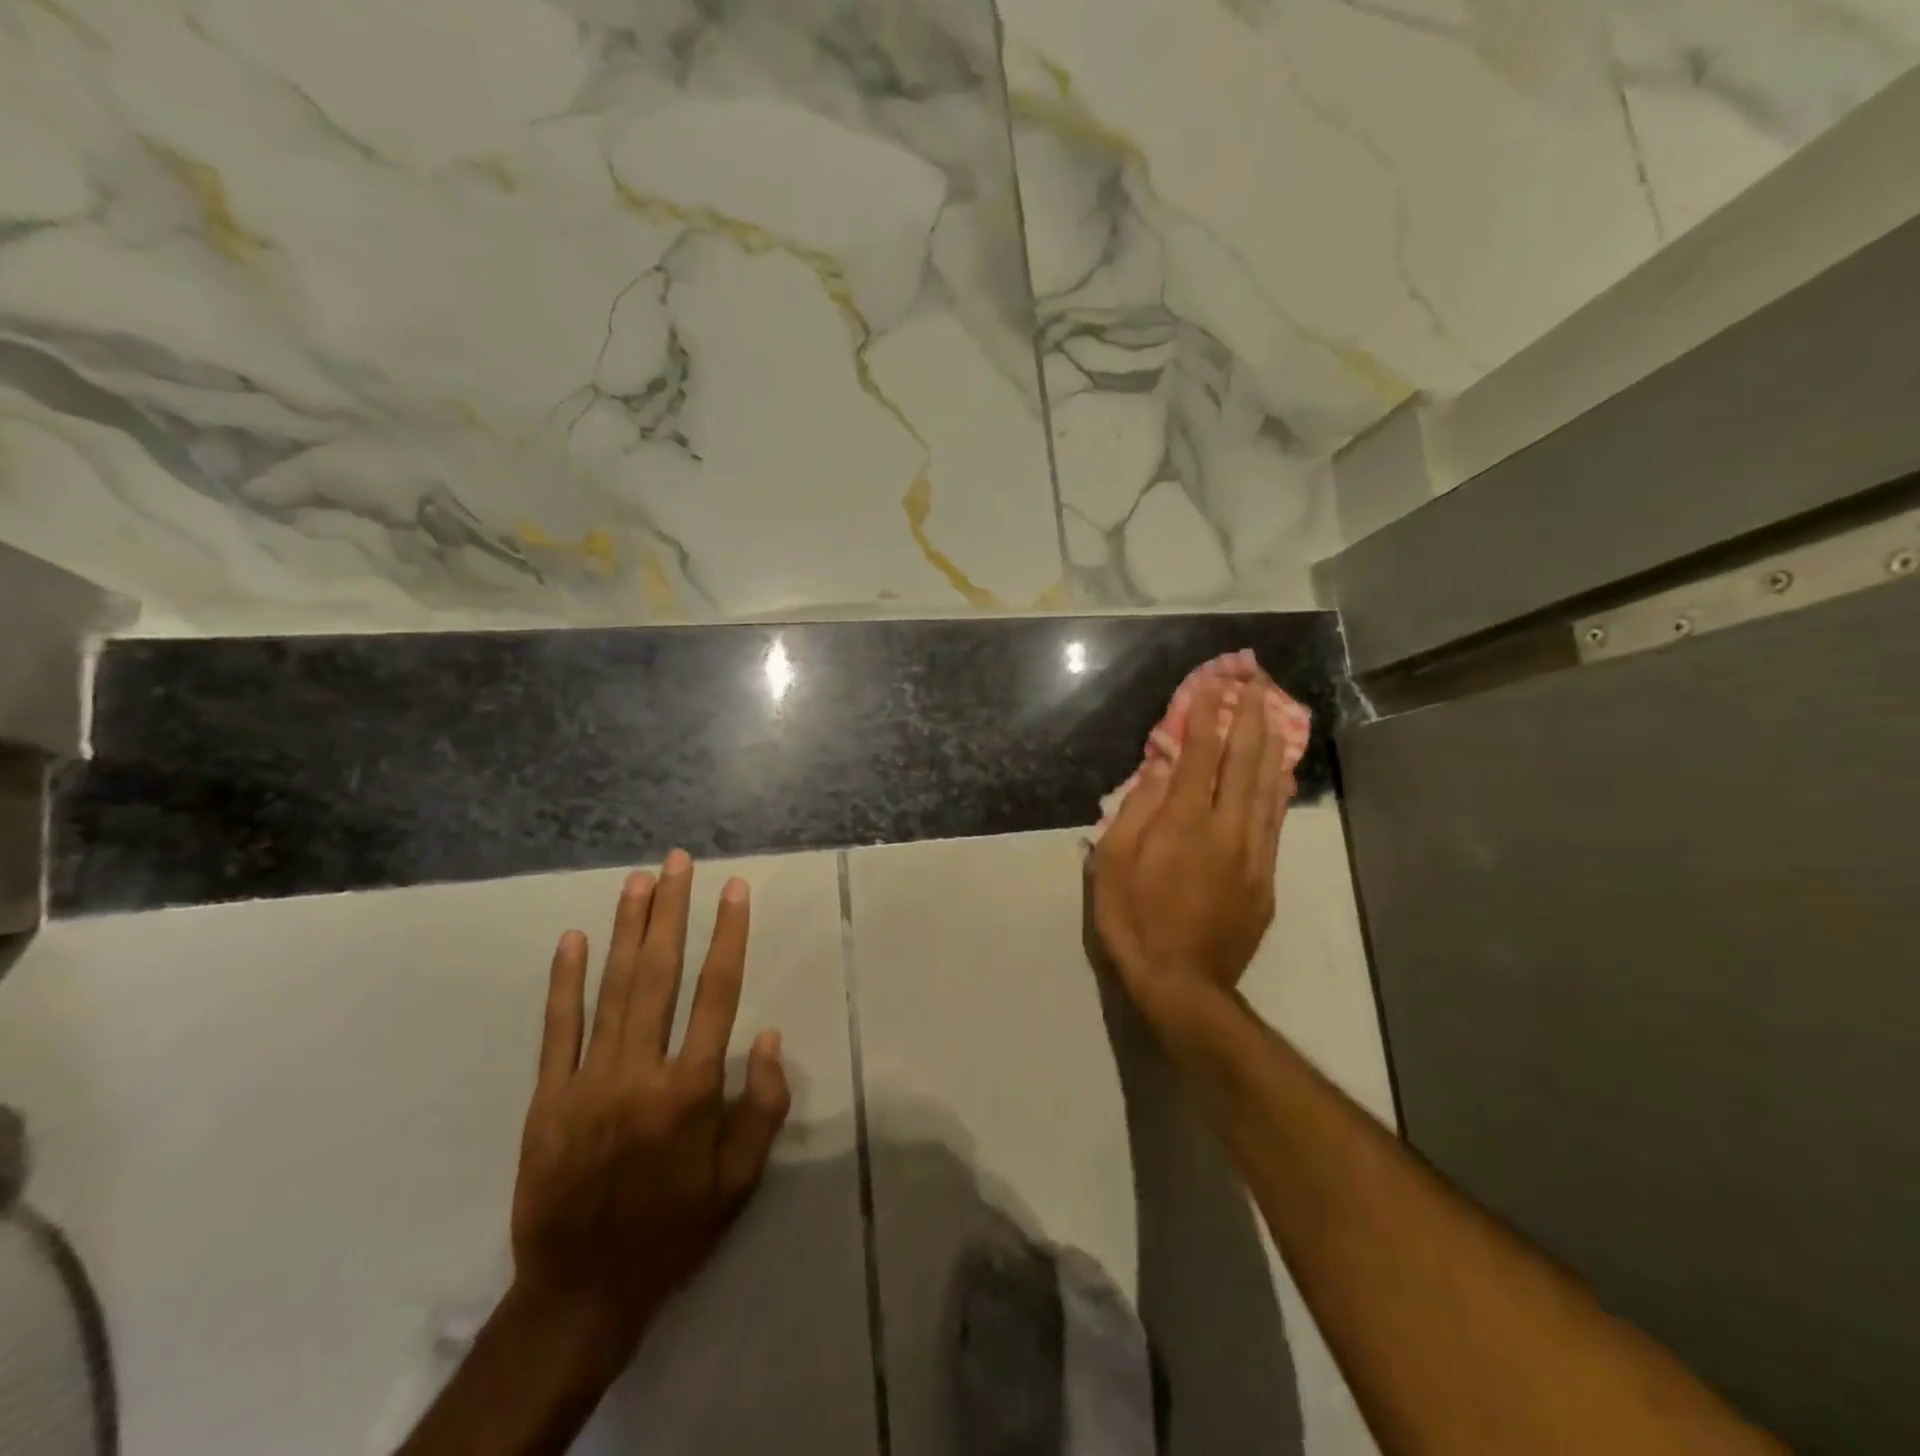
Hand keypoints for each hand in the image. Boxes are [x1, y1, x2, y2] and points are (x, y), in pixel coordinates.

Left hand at [509, 850, 790, 1352]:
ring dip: (626, 930)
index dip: (729, 935)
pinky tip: (572, 939)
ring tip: (638, 881)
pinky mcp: (547, 1096)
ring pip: (611, 989)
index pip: (717, 993)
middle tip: (677, 862)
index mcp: (692, 1089)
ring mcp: (588, 1080)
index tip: (734, 889)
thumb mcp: (741, 1180)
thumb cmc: (675, 1228)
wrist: (580, 1292)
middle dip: (672, 911)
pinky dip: (564, 981)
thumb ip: (763, 1105)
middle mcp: (641, 1071)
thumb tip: (768, 1035)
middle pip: (660, 974)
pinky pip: (557, 1028)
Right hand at [1092, 676, 1295, 1024]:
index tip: (1213, 683)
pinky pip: (1275, 820)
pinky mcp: (1265, 877)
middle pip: (1243, 762)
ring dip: (1270, 743)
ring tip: (1275, 709)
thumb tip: (1157, 769)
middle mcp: (1226, 829)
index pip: (1198, 755)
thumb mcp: (1114, 865)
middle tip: (1254, 681)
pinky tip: (1281, 770)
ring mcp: (1253, 853)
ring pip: (1267, 787)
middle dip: (1249, 717)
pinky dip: (1279, 787)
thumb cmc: (1134, 921)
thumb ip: (1135, 811)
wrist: (1183, 984)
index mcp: (1183, 823)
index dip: (1206, 715)